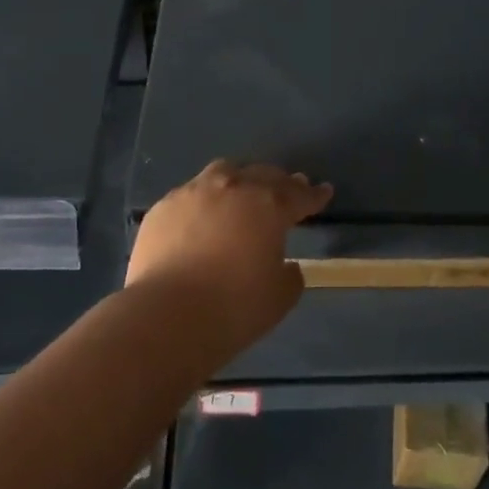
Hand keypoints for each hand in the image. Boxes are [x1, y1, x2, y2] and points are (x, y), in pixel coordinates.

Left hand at [126, 160, 331, 356]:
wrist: (167, 315)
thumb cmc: (234, 308)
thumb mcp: (279, 298)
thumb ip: (289, 275)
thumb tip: (286, 265)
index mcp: (268, 206)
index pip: (299, 195)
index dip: (314, 195)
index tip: (324, 191)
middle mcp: (234, 188)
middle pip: (263, 175)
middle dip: (279, 182)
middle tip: (287, 189)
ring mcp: (195, 192)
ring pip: (224, 172)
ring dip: (239, 180)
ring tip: (242, 191)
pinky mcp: (164, 207)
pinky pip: (191, 194)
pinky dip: (203, 201)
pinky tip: (201, 215)